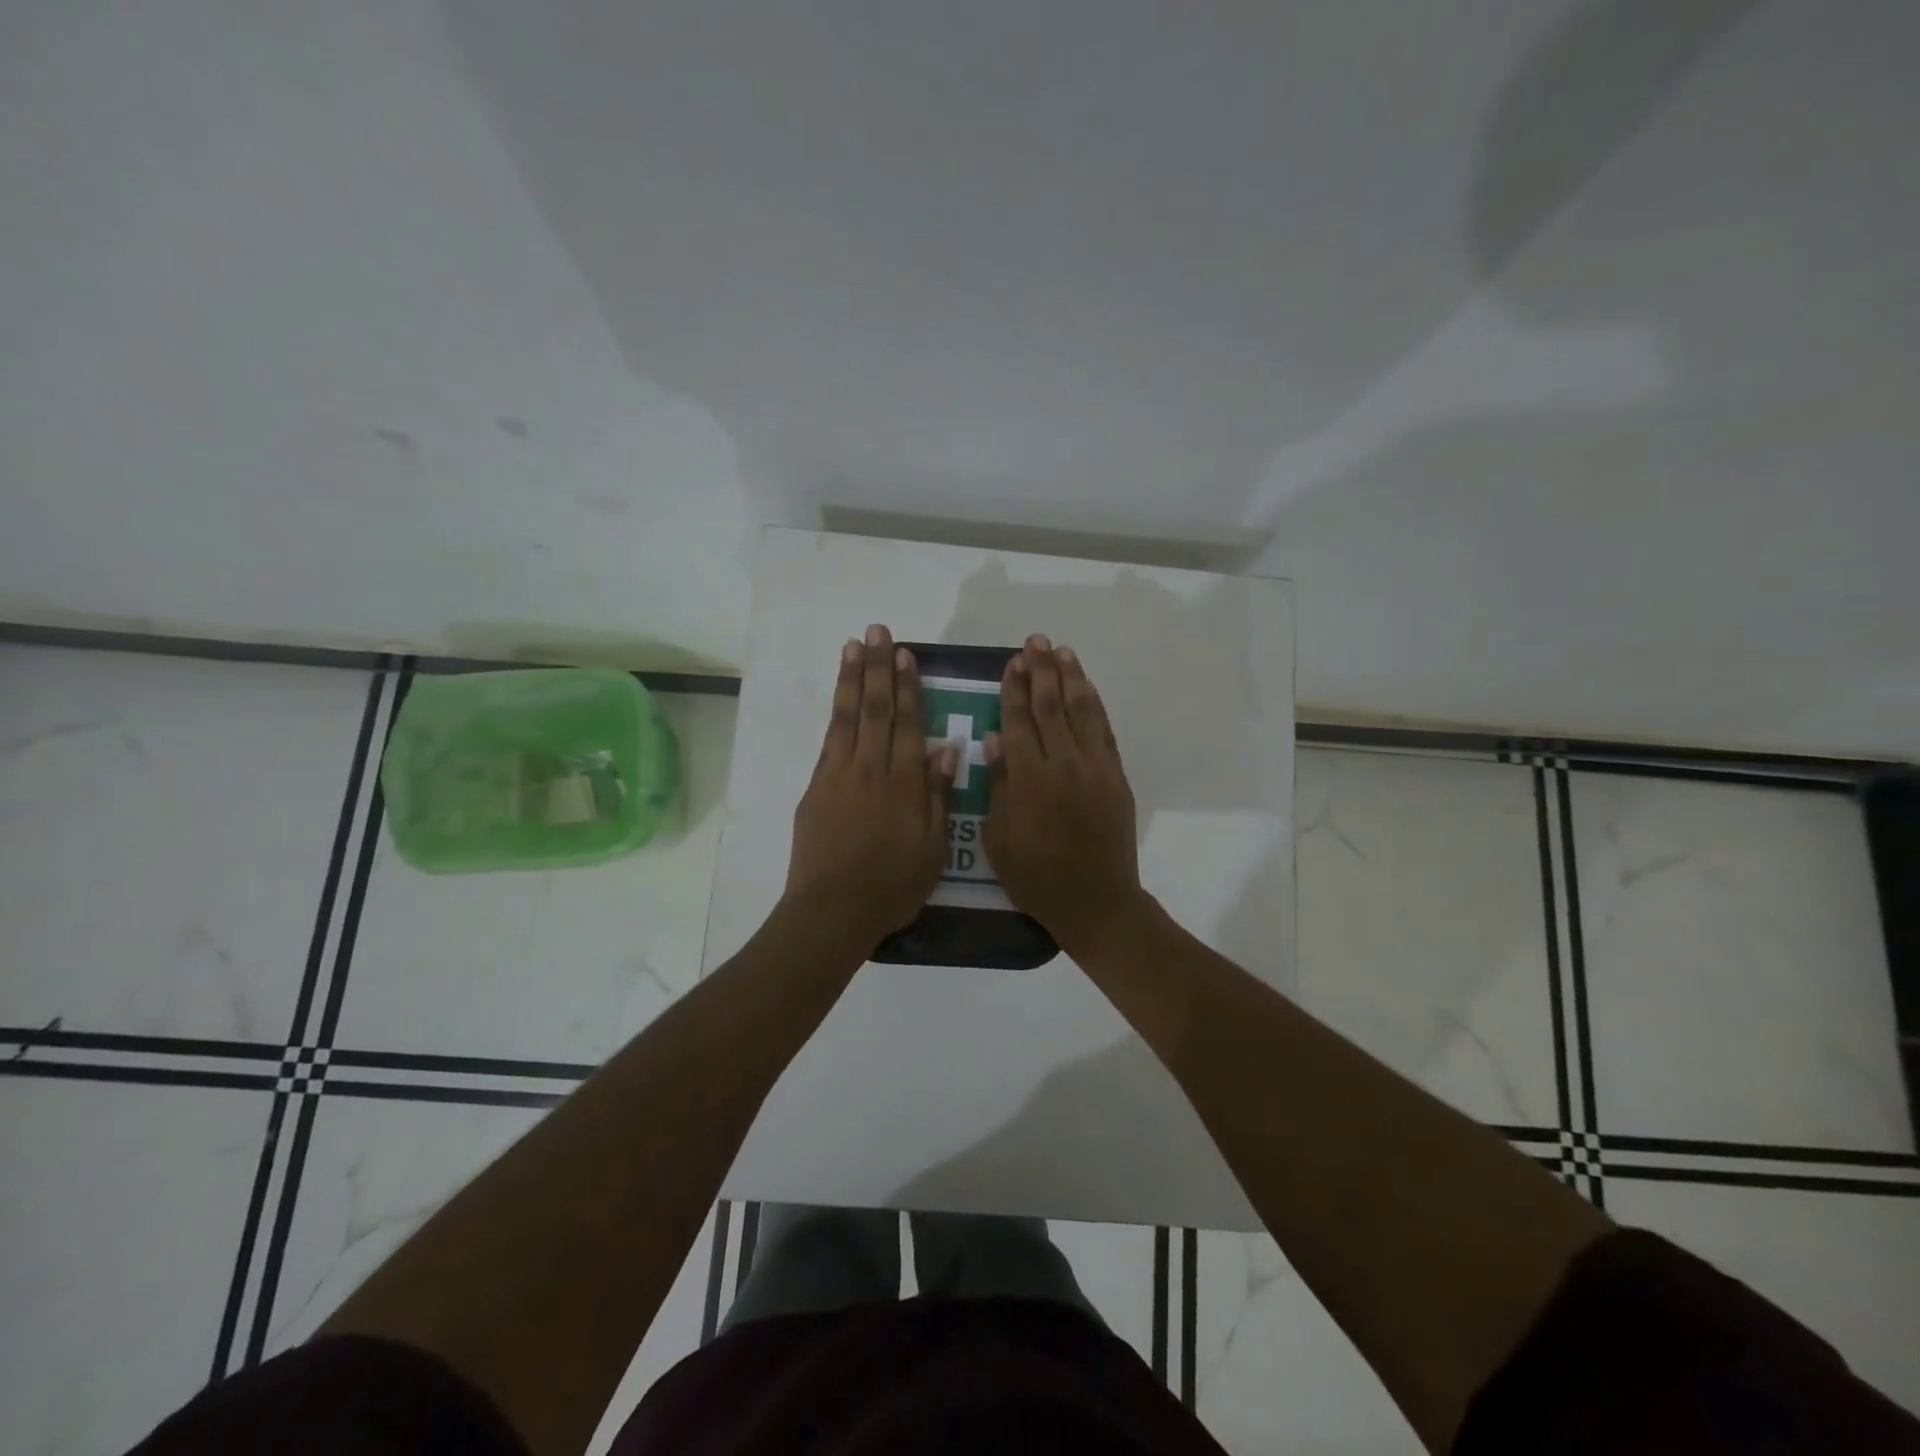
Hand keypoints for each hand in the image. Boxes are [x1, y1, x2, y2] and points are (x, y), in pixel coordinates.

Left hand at [785, 624, 957, 950]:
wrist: (833, 910)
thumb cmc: (892, 885)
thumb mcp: (932, 848)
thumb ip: (938, 795)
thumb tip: (946, 748)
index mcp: (904, 784)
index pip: (907, 723)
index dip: (907, 687)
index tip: (906, 655)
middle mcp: (871, 769)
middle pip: (876, 709)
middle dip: (878, 667)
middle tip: (879, 631)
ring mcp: (839, 775)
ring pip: (848, 717)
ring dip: (852, 678)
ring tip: (854, 645)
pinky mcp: (816, 787)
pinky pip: (829, 740)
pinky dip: (835, 712)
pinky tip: (840, 695)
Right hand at [982, 634, 1145, 954]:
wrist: (1096, 901)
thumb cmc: (1036, 877)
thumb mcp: (999, 840)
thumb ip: (998, 786)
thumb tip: (994, 738)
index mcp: (1030, 779)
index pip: (1019, 721)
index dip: (1013, 689)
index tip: (1011, 662)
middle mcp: (1064, 763)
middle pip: (1051, 706)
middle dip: (1041, 670)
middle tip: (1035, 642)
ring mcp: (1096, 768)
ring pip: (1082, 711)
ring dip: (1071, 678)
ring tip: (1062, 651)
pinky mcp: (1116, 777)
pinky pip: (1105, 731)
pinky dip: (1094, 705)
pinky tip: (1086, 688)